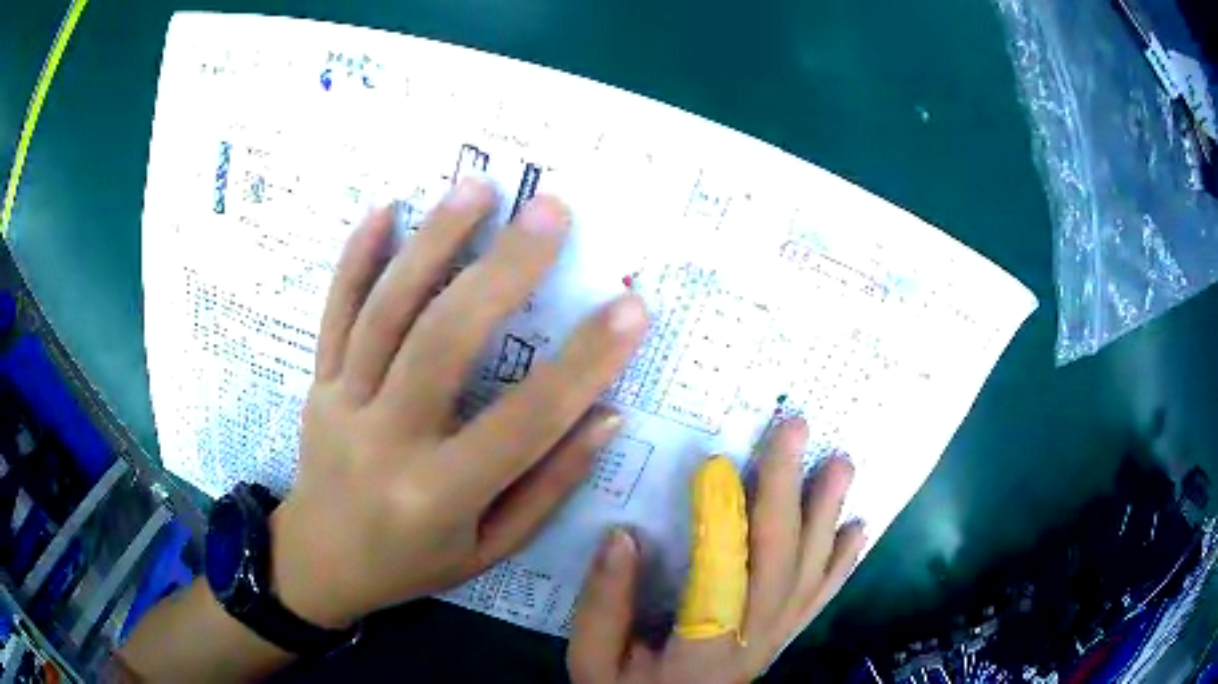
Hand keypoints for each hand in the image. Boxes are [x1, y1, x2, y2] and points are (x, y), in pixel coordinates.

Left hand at [270, 179, 647, 628]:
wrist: (319, 562)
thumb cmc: (412, 564)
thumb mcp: (489, 550)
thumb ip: (547, 486)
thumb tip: (605, 416)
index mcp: (437, 495)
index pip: (524, 421)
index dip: (584, 363)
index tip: (631, 308)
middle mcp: (385, 441)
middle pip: (443, 341)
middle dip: (503, 270)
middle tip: (550, 211)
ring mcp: (341, 403)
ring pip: (385, 311)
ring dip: (433, 241)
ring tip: (477, 187)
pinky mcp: (318, 382)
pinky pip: (334, 312)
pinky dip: (357, 256)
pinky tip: (384, 208)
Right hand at [568, 418, 865, 683]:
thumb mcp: (596, 663)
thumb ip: (605, 607)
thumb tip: (622, 537)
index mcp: (702, 648)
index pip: (719, 576)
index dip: (721, 519)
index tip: (716, 463)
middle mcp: (753, 638)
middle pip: (779, 560)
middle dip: (787, 489)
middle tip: (795, 428)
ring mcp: (777, 635)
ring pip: (811, 570)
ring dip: (827, 513)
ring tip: (840, 463)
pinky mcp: (785, 634)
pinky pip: (821, 594)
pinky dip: (843, 559)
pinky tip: (856, 527)